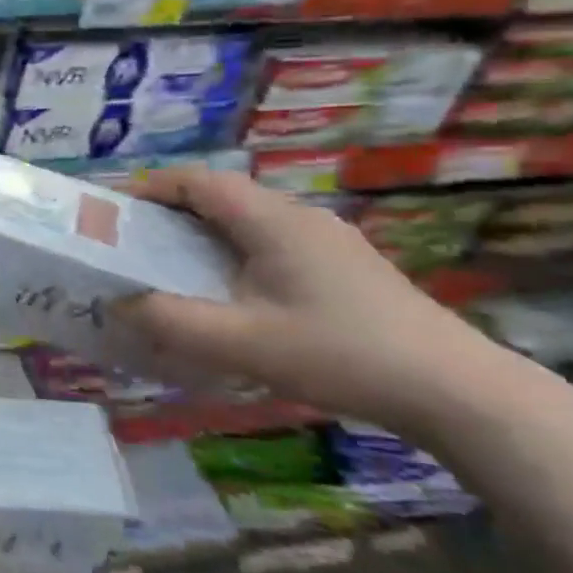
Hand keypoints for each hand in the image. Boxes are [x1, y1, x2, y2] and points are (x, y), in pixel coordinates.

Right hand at [119, 166, 502, 433]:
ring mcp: (328, 241)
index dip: (151, 188)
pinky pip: (272, 243)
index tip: (114, 213)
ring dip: (203, 235)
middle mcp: (300, 217)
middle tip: (133, 246)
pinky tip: (232, 294)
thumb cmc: (340, 354)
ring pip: (248, 221)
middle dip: (170, 214)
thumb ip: (170, 321)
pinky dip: (234, 253)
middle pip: (221, 197)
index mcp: (272, 220)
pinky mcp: (345, 267)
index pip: (199, 181)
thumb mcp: (241, 342)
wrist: (458, 391)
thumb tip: (116, 304)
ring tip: (172, 269)